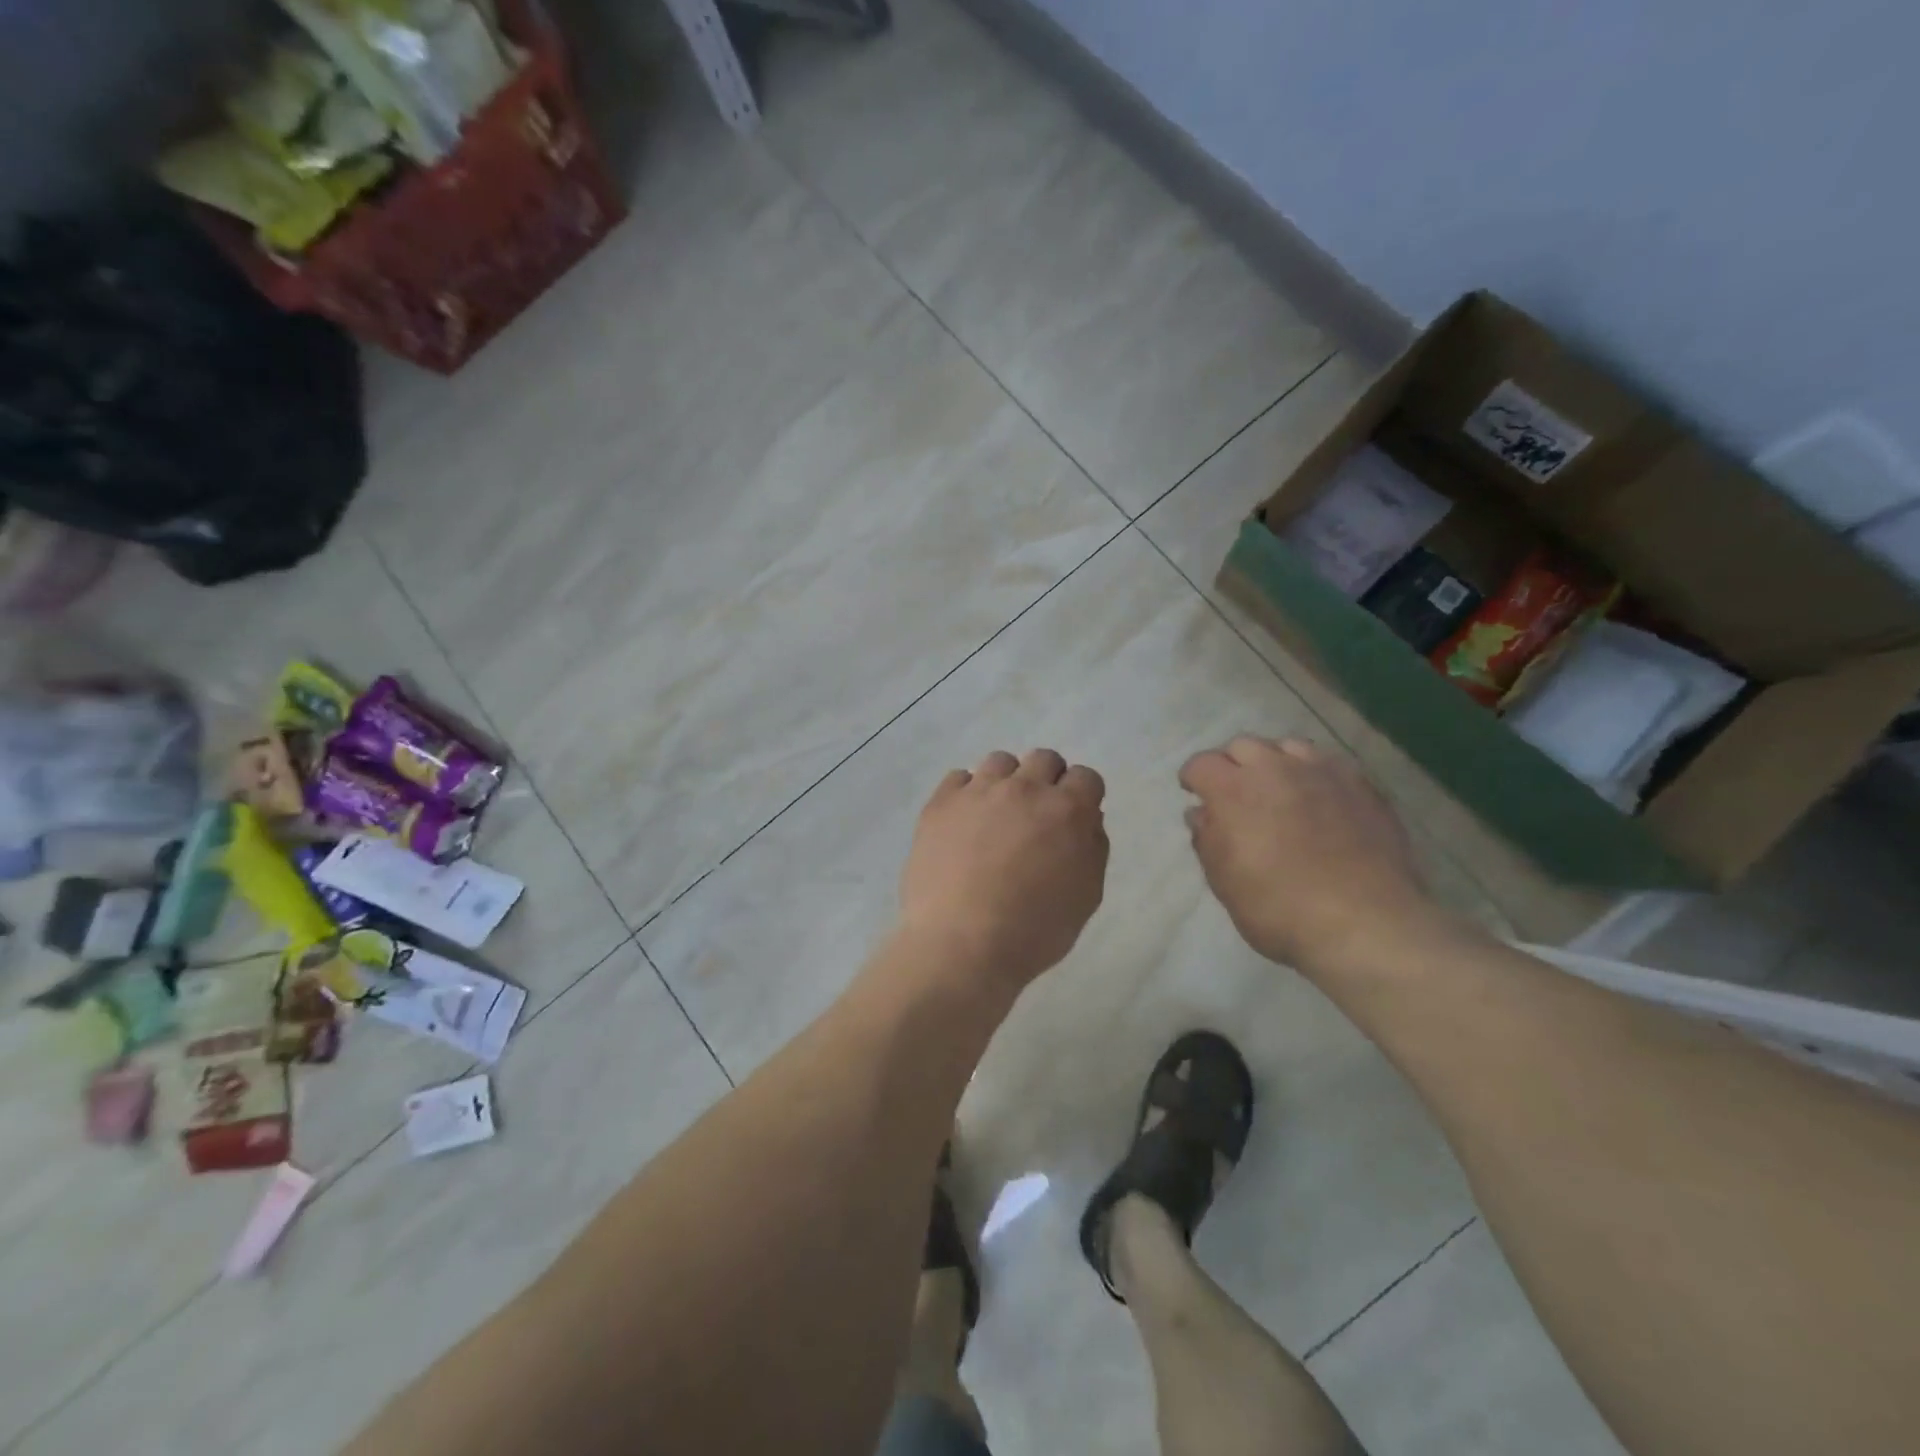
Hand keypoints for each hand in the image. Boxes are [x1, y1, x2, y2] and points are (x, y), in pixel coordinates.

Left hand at [898, 749, 1108, 992]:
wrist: (962, 944)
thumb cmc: (1034, 930)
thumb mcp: (1086, 895)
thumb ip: (1093, 848)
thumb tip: (1087, 819)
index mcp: (1067, 810)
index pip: (1086, 777)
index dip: (1081, 796)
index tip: (1072, 819)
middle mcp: (1025, 789)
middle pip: (1044, 759)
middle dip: (1047, 781)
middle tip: (1035, 817)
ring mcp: (979, 791)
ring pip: (1000, 762)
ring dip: (1006, 782)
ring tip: (996, 816)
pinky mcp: (941, 803)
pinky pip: (959, 778)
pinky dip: (966, 793)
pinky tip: (963, 822)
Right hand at [1181, 736, 1437, 968]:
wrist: (1366, 925)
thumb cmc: (1279, 910)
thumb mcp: (1225, 883)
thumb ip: (1208, 840)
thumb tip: (1201, 813)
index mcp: (1234, 790)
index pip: (1201, 764)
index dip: (1193, 778)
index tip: (1195, 795)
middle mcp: (1275, 768)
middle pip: (1243, 746)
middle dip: (1231, 765)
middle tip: (1235, 795)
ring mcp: (1322, 772)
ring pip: (1287, 747)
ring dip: (1274, 763)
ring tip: (1279, 790)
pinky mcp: (1361, 785)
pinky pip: (1327, 764)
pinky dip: (1313, 774)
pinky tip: (1318, 800)